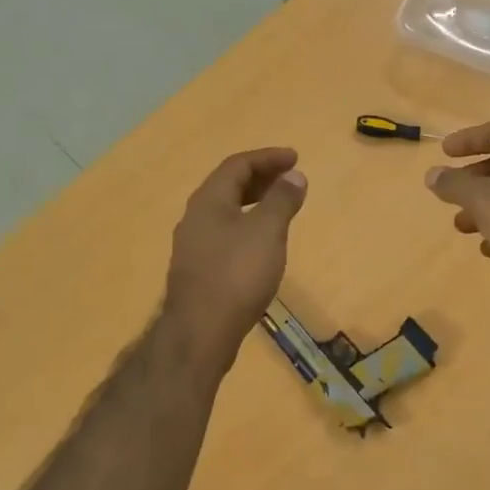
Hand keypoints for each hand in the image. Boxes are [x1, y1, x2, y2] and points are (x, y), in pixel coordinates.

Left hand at [164, 148, 307, 365]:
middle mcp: (196, 218)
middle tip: (290, 179)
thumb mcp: (267, 231)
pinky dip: (247, 225)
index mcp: (209, 201)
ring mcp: (194, 245)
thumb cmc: (236, 274)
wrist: (200, 332)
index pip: (237, 165)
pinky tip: (262, 243)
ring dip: (254, 202)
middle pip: (228, 186)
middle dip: (261, 177)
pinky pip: (225, 233)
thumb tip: (294, 176)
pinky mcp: (198, 270)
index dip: (267, 158)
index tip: (295, 158)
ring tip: (280, 208)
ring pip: (226, 211)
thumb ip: (281, 200)